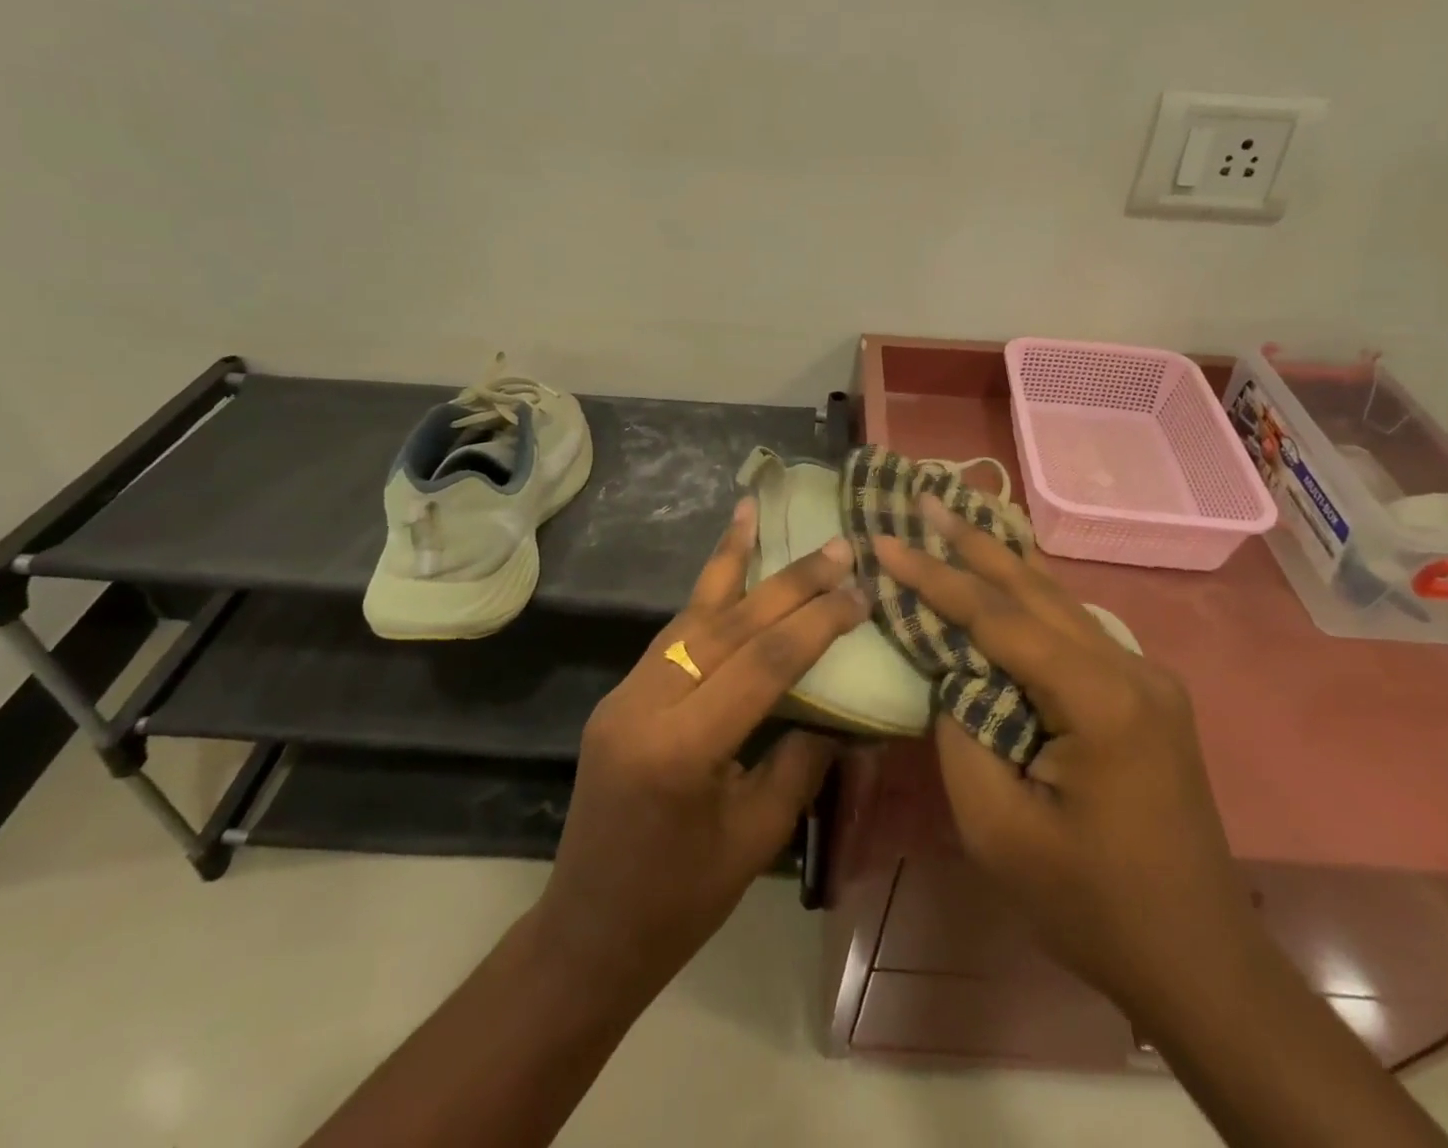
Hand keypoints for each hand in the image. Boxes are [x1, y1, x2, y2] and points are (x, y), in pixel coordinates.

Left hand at [533, 498, 868, 999]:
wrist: (587, 933)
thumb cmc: (680, 904)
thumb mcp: (757, 837)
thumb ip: (801, 760)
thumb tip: (841, 708)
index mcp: (682, 749)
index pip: (762, 662)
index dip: (816, 623)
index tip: (861, 592)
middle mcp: (645, 705)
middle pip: (726, 625)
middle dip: (787, 581)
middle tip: (836, 546)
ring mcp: (624, 695)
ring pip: (689, 615)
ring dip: (729, 564)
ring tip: (754, 514)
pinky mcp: (619, 696)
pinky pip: (670, 637)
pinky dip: (705, 599)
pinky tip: (726, 572)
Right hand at [875, 497, 1254, 1007]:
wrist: (1201, 962)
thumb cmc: (1093, 906)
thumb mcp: (999, 830)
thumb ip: (962, 733)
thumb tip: (951, 672)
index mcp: (1101, 702)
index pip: (1000, 619)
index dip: (936, 579)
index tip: (886, 541)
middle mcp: (1132, 671)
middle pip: (1036, 591)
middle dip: (972, 543)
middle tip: (925, 498)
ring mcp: (1148, 679)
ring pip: (1059, 603)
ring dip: (1002, 563)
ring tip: (955, 521)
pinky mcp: (1146, 696)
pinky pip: (1075, 631)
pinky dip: (1029, 600)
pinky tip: (1004, 581)